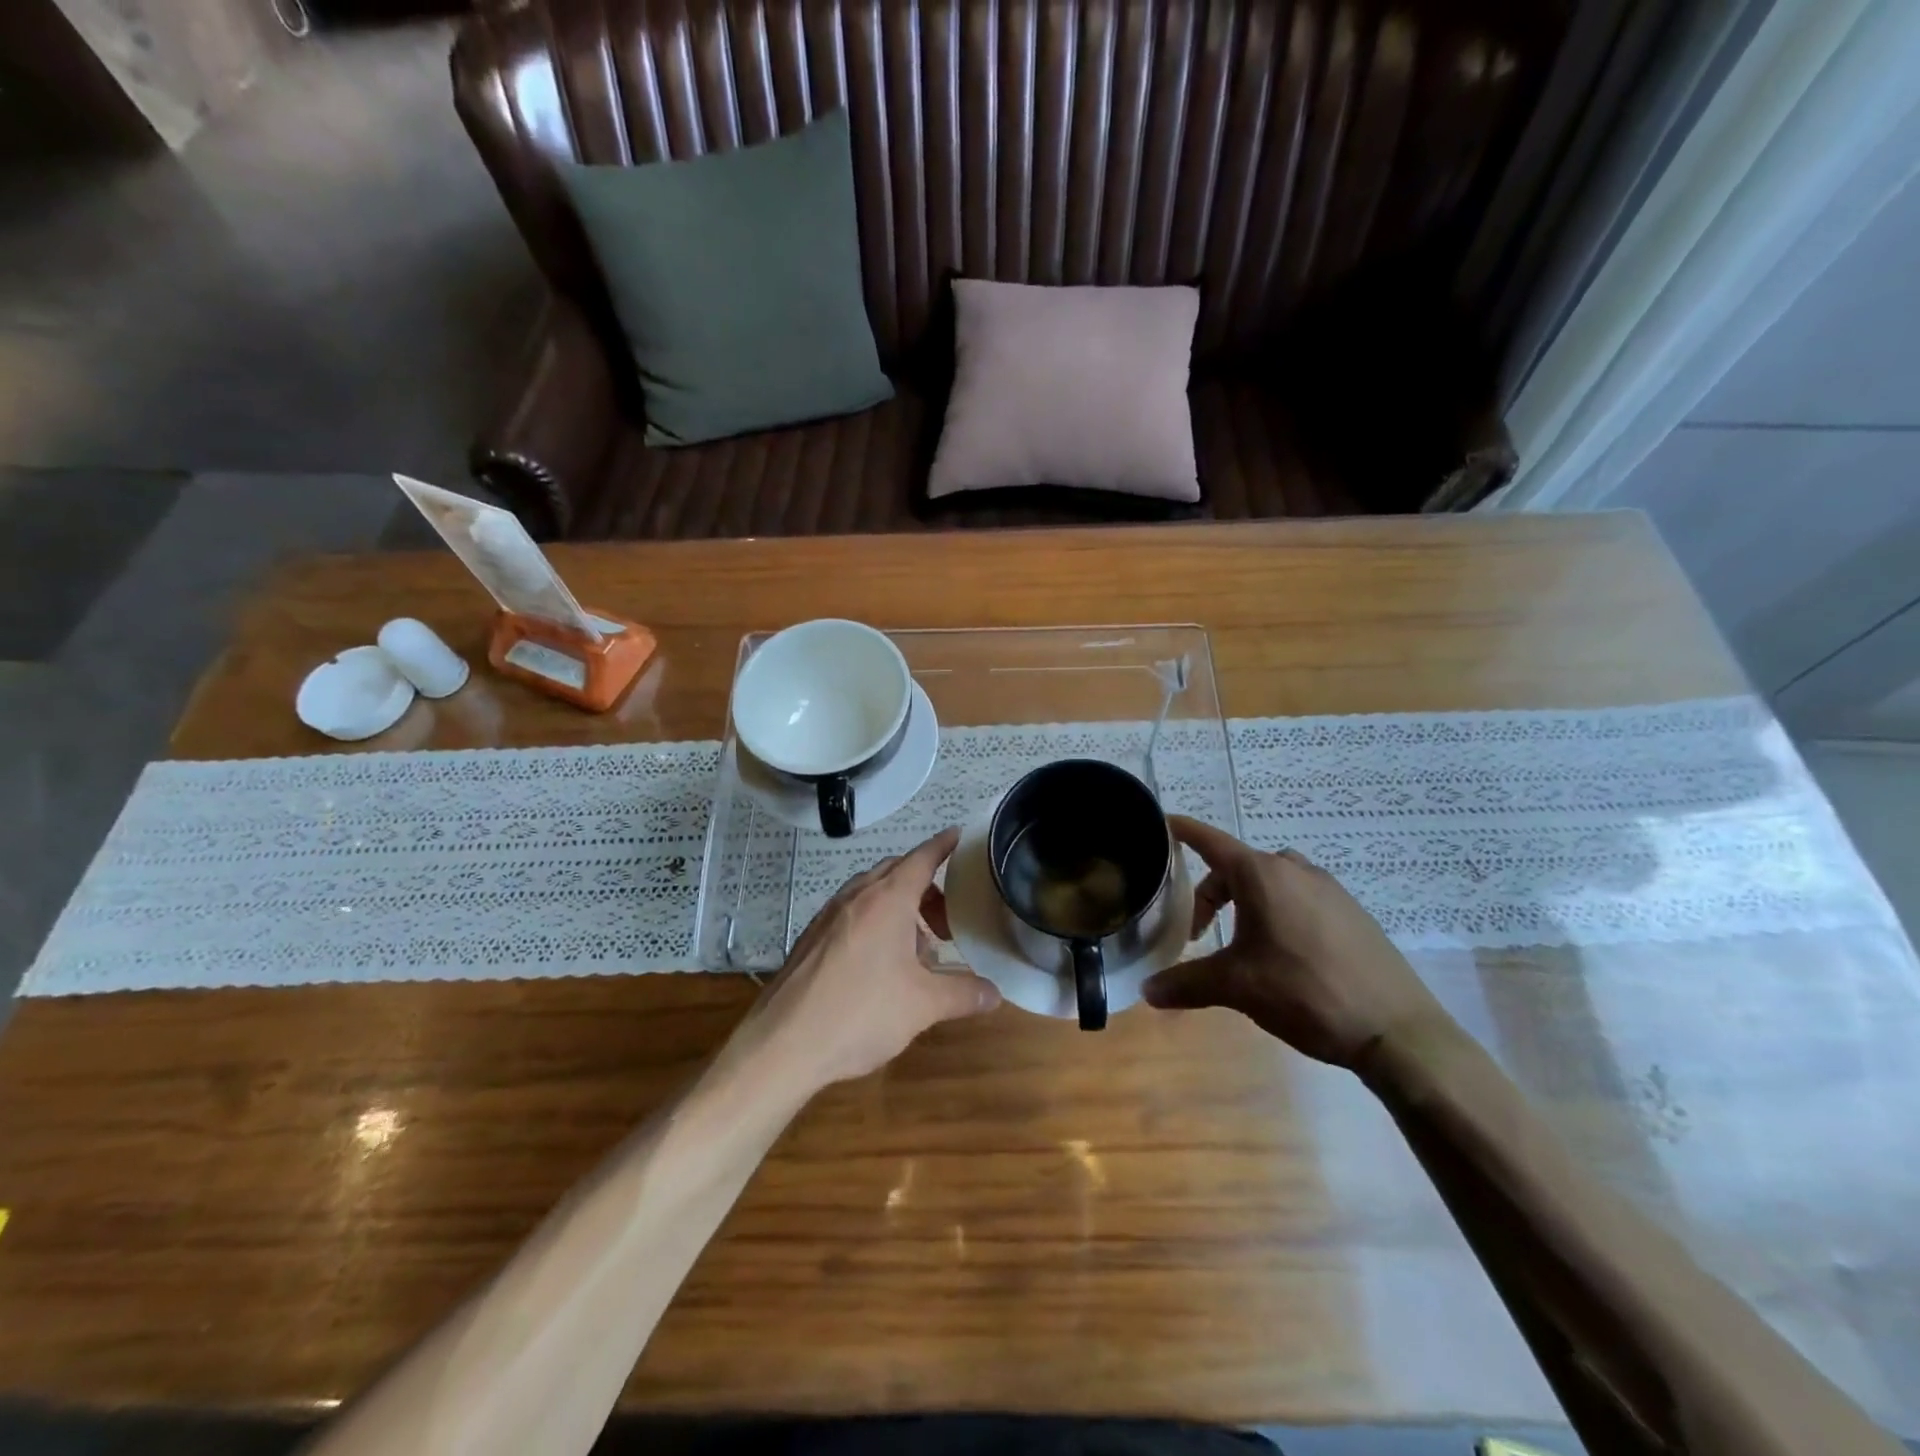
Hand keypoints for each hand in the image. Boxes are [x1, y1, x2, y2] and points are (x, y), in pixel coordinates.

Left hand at [739, 828, 1000, 1089]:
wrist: (783, 1044)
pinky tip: (882, 964)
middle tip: (948, 917)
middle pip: (897, 873)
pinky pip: (852, 914)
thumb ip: (963, 994)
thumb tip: (995, 993)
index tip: (959, 835)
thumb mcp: (923, 1006)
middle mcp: (856, 897)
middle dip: (926, 886)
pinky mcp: (811, 938)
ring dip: (900, 907)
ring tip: (919, 947)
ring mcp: (828, 916)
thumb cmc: (860, 1013)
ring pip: (872, 893)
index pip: (921, 858)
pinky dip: (875, 922)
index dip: (943, 846)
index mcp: (886, 900)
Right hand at [1142, 816, 1450, 1068]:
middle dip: (1211, 894)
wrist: (1396, 1029)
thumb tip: (1148, 990)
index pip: (1210, 841)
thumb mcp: (1236, 987)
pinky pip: (1301, 898)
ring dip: (1247, 902)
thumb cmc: (1304, 992)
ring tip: (1243, 944)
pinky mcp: (1352, 912)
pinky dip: (1279, 912)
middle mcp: (1294, 870)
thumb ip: (1187, 983)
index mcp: (1262, 875)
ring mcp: (1329, 889)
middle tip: (1201, 933)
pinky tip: (1286, 955)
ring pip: (1271, 882)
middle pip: (1237, 867)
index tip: (1162, 823)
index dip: (1182, 831)